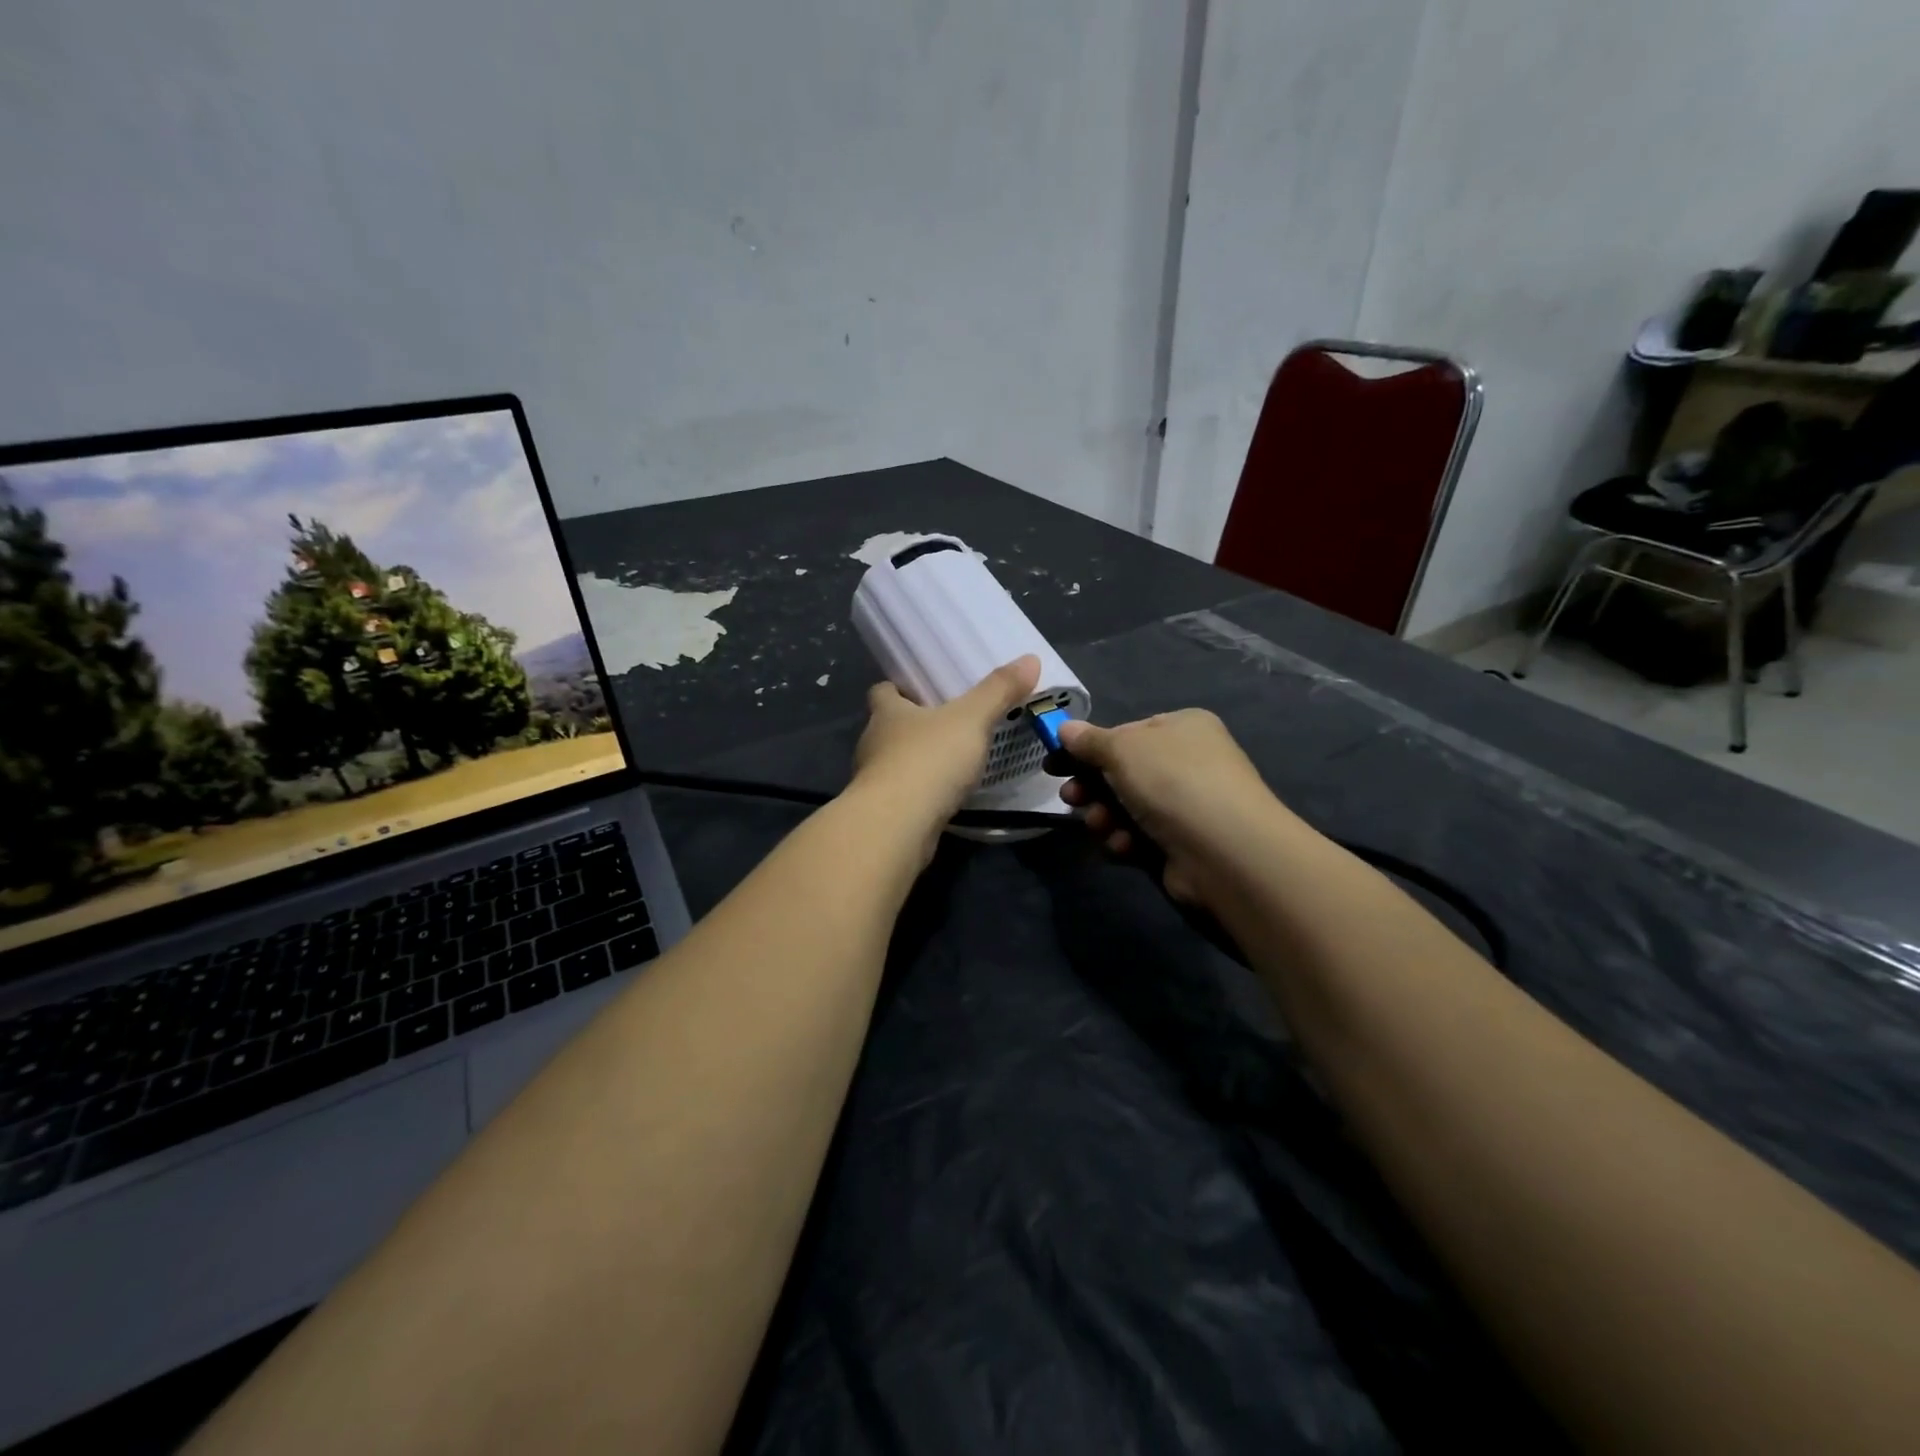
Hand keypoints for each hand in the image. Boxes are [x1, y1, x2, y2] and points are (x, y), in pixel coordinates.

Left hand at [851, 656, 1041, 841]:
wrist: (898, 825)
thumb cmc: (929, 760)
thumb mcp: (971, 719)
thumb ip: (998, 691)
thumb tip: (1030, 658)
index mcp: (886, 713)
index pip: (882, 691)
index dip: (898, 688)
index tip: (920, 690)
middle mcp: (873, 743)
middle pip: (888, 727)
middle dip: (913, 726)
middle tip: (947, 725)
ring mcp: (874, 781)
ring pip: (894, 763)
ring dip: (916, 762)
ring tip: (950, 762)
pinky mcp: (883, 813)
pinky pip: (903, 795)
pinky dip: (920, 794)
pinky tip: (944, 798)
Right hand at [1057, 709, 1295, 906]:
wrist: (1225, 851)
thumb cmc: (1172, 782)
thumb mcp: (1123, 749)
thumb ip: (1089, 741)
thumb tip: (1064, 728)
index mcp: (1181, 728)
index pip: (1126, 733)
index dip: (1089, 748)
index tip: (1055, 763)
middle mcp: (1187, 763)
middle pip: (1121, 773)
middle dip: (1090, 787)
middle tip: (1070, 798)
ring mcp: (1186, 806)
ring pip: (1125, 808)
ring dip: (1104, 816)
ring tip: (1100, 825)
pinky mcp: (1181, 844)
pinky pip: (1139, 837)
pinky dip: (1126, 841)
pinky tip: (1124, 846)